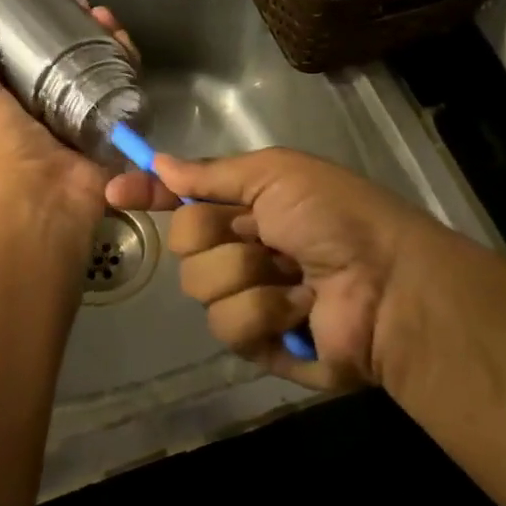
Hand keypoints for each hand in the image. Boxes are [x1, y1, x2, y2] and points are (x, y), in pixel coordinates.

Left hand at [0, 0, 114, 230]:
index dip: (49, 22)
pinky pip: (129, 86)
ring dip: (111, 39)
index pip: (41, 47)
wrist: (47, 197)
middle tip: (92, 10)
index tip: (57, 2)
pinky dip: (130, 63)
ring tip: (110, 22)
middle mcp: (60, 99)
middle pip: (79, 51)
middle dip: (86, 27)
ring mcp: (93, 110)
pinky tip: (128, 47)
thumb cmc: (6, 146)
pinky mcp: (119, 121)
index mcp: (24, 93)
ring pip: (107, 64)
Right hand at [120, 148, 457, 389]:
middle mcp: (244, 249)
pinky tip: (302, 308)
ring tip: (296, 276)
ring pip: (200, 286)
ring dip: (249, 275)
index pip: (186, 199)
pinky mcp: (258, 343)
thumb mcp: (277, 173)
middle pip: (184, 242)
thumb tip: (160, 163)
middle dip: (217, 234)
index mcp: (249, 206)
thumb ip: (213, 173)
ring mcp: (249, 297)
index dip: (152, 193)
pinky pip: (228, 325)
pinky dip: (266, 311)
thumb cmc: (335, 217)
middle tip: (261, 232)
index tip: (117, 190)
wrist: (388, 284)